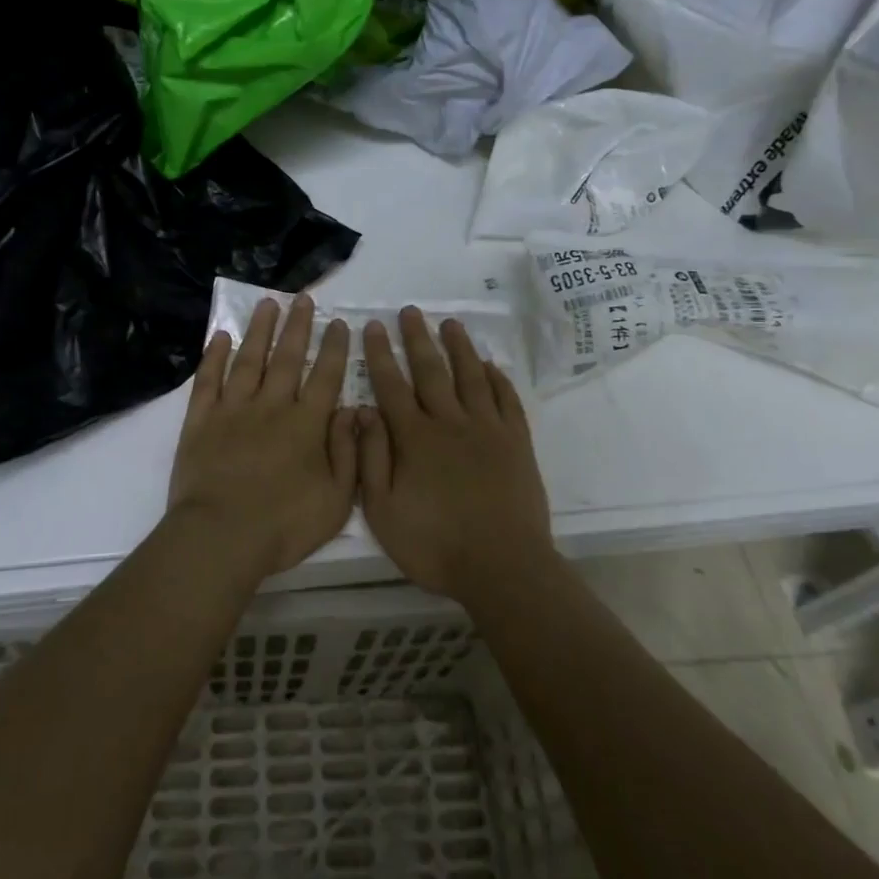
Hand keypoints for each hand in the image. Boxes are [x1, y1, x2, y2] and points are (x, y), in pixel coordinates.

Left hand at [167, 295, 357, 579]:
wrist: (220, 538)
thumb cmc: (283, 526)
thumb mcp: (337, 500)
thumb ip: (349, 453)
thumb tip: (352, 411)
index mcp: (306, 425)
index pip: (326, 377)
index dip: (335, 349)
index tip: (340, 323)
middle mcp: (271, 406)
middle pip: (288, 358)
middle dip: (298, 326)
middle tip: (303, 298)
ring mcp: (232, 410)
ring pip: (249, 360)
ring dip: (259, 330)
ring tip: (267, 303)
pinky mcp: (200, 421)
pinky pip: (208, 380)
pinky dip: (214, 356)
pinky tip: (219, 336)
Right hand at [357, 307, 554, 603]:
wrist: (502, 566)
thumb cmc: (434, 544)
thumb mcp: (383, 511)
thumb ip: (371, 459)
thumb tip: (362, 412)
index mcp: (414, 438)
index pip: (391, 385)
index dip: (381, 354)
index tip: (374, 326)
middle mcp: (449, 422)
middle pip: (431, 370)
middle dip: (418, 338)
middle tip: (411, 311)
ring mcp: (487, 429)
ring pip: (470, 376)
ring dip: (459, 347)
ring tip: (450, 323)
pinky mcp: (516, 442)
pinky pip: (506, 400)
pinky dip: (497, 379)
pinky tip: (490, 365)